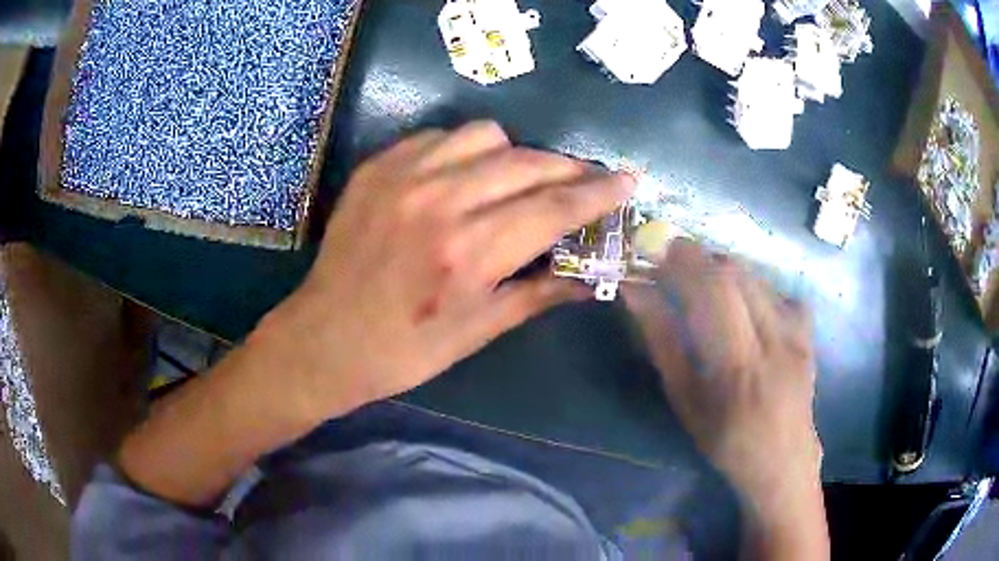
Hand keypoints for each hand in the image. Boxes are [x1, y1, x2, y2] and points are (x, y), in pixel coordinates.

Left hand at [118, 122, 633, 505]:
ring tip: (516, 180)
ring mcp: (404, 177)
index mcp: (471, 253)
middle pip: (528, 162)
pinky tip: (462, 177)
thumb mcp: (478, 331)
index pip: (556, 206)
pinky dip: (464, 151)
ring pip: (485, 135)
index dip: (598, 192)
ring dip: (515, 154)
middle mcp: (441, 202)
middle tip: (581, 182)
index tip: (627, 180)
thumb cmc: (404, 351)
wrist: (324, 339)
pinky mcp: (377, 168)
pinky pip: (438, 137)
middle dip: (567, 168)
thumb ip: (539, 293)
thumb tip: (589, 277)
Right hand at [624, 239, 827, 559]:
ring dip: (724, 269)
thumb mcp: (685, 399)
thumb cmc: (724, 438)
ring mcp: (796, 333)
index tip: (654, 250)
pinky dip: (755, 286)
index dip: (682, 263)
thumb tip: (636, 294)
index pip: (712, 293)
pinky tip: (746, 304)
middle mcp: (773, 341)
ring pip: (757, 277)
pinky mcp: (808, 332)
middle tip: (673, 258)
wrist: (782, 457)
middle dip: (700, 257)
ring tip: (703, 280)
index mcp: (738, 367)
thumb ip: (663, 342)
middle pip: (736, 274)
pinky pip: (779, 291)